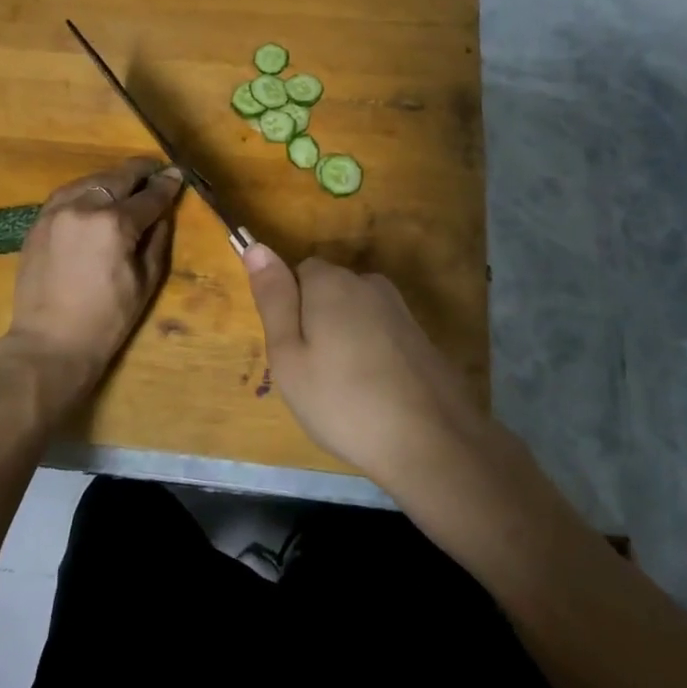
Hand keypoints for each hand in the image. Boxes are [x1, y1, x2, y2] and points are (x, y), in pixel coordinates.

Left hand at [0, 157, 182, 401]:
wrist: (50, 342)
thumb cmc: (107, 319)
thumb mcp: (146, 281)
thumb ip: (157, 239)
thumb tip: (163, 211)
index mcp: (115, 224)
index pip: (149, 196)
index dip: (167, 185)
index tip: (177, 175)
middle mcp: (85, 207)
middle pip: (119, 177)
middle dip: (141, 172)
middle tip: (157, 171)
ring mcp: (57, 211)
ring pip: (92, 179)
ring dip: (113, 178)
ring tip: (128, 182)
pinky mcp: (39, 221)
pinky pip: (68, 193)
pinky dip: (87, 189)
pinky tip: (97, 196)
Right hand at [242, 246, 486, 488]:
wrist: (431, 441)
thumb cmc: (343, 401)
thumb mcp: (288, 356)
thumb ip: (273, 298)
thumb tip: (255, 246)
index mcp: (331, 282)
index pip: (298, 272)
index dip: (289, 309)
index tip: (292, 351)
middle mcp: (367, 282)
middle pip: (328, 290)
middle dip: (316, 321)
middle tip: (313, 375)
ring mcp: (399, 308)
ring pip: (354, 313)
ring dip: (344, 339)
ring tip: (344, 388)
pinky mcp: (420, 335)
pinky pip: (379, 333)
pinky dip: (370, 354)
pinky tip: (373, 391)